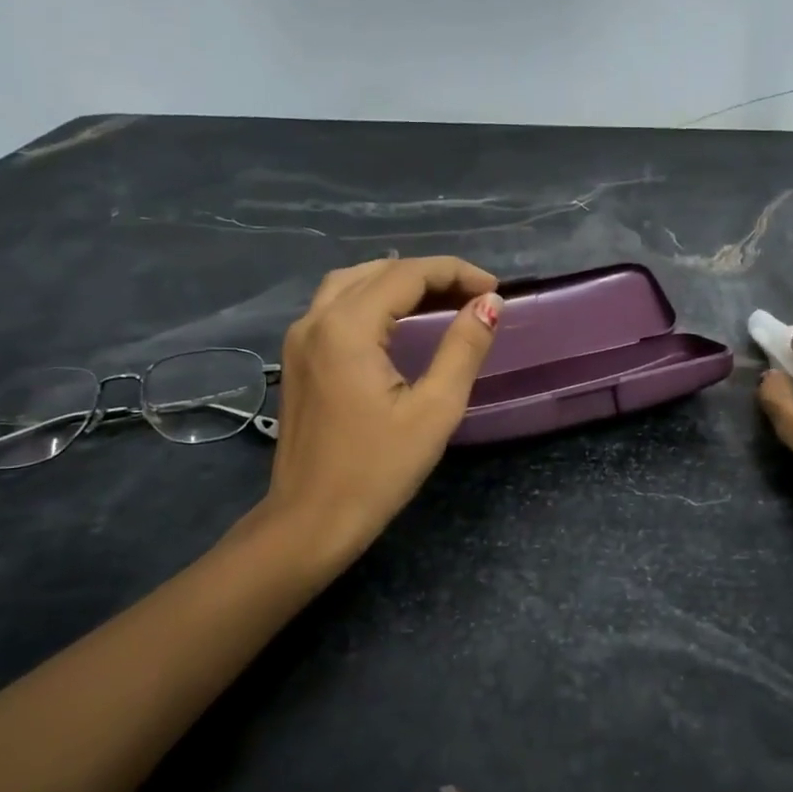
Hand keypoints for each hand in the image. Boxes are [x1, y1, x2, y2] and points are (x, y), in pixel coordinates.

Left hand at [261, 256, 500, 562]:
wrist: (312, 519)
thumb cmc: (378, 470)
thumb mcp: (435, 410)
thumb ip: (464, 348)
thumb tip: (490, 303)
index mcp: (347, 327)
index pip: (407, 274)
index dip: (455, 273)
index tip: (495, 290)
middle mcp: (315, 320)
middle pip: (378, 271)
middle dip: (430, 275)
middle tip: (475, 296)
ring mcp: (299, 338)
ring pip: (351, 283)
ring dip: (398, 282)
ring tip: (441, 300)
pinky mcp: (297, 358)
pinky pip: (335, 306)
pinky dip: (373, 299)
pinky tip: (399, 321)